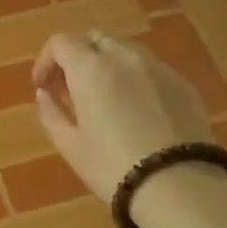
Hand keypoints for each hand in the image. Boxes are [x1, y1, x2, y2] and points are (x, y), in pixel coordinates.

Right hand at [31, 31, 216, 200]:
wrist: (181, 188)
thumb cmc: (114, 167)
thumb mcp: (70, 146)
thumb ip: (51, 112)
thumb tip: (45, 93)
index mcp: (91, 69)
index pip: (61, 42)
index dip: (46, 60)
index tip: (44, 87)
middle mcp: (125, 57)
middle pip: (94, 39)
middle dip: (78, 58)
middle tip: (71, 90)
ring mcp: (158, 68)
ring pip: (125, 51)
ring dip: (107, 66)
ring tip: (104, 100)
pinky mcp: (183, 84)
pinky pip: (150, 70)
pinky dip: (134, 79)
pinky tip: (136, 112)